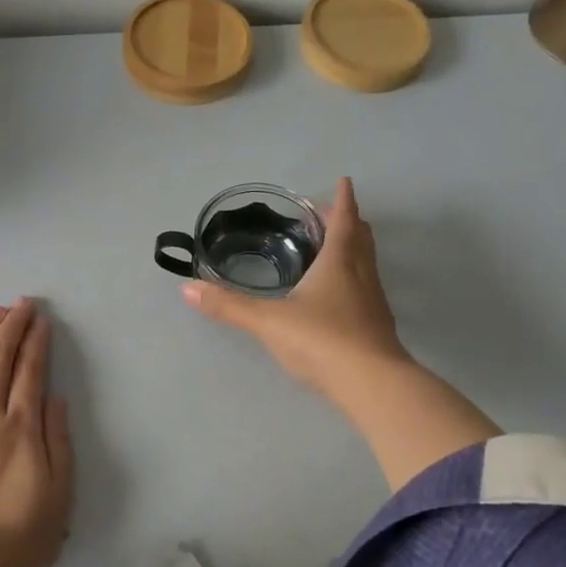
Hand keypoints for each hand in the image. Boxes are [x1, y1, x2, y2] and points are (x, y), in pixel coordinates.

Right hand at [181, 177, 408, 396]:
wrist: (372, 385)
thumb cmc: (322, 340)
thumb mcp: (268, 321)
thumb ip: (229, 305)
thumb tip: (187, 288)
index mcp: (340, 262)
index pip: (345, 220)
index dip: (343, 199)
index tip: (344, 181)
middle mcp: (362, 275)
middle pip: (361, 238)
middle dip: (347, 222)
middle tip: (328, 215)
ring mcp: (373, 303)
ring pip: (366, 264)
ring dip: (352, 250)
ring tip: (330, 250)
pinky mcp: (377, 328)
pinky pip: (365, 290)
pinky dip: (353, 279)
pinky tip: (336, 296)